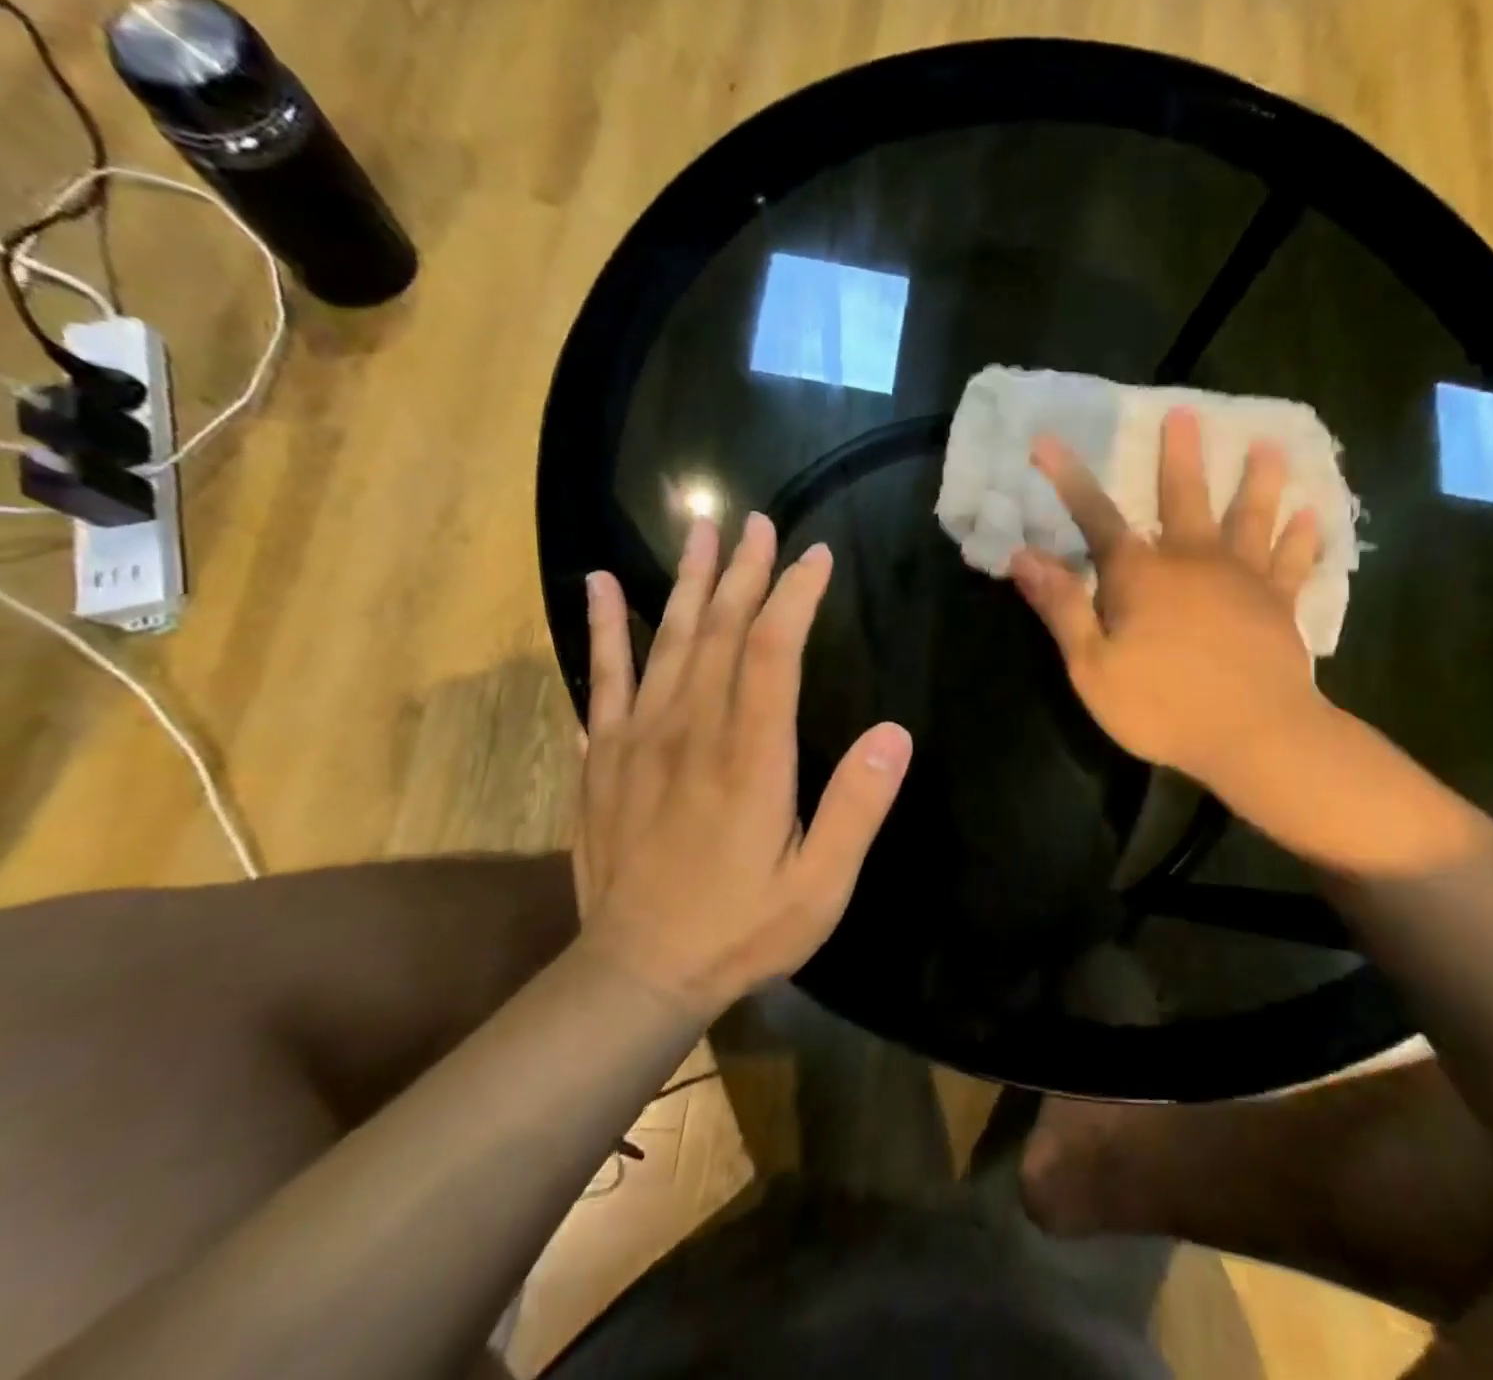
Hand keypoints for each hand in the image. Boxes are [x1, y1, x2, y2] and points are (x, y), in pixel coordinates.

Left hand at [572, 514, 911, 1017]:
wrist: (636, 972)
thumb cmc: (742, 927)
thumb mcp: (820, 885)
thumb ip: (857, 807)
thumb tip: (895, 733)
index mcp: (750, 756)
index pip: (774, 650)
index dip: (795, 595)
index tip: (815, 558)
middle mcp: (692, 730)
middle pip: (719, 629)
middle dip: (743, 570)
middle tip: (757, 522)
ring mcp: (639, 738)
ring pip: (667, 639)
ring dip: (687, 580)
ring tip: (699, 530)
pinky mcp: (605, 755)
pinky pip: (602, 675)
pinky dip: (601, 626)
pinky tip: (596, 584)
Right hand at [1009, 406, 1330, 796]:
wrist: (1254, 736)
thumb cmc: (1163, 706)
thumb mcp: (1093, 666)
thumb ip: (1061, 608)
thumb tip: (1024, 557)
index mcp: (1140, 575)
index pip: (1095, 516)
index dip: (1068, 478)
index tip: (1048, 440)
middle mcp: (1193, 560)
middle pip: (1184, 497)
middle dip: (1179, 456)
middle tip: (1185, 412)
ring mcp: (1243, 579)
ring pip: (1250, 517)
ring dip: (1258, 481)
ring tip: (1268, 447)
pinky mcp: (1279, 605)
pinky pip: (1293, 562)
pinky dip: (1301, 538)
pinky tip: (1311, 515)